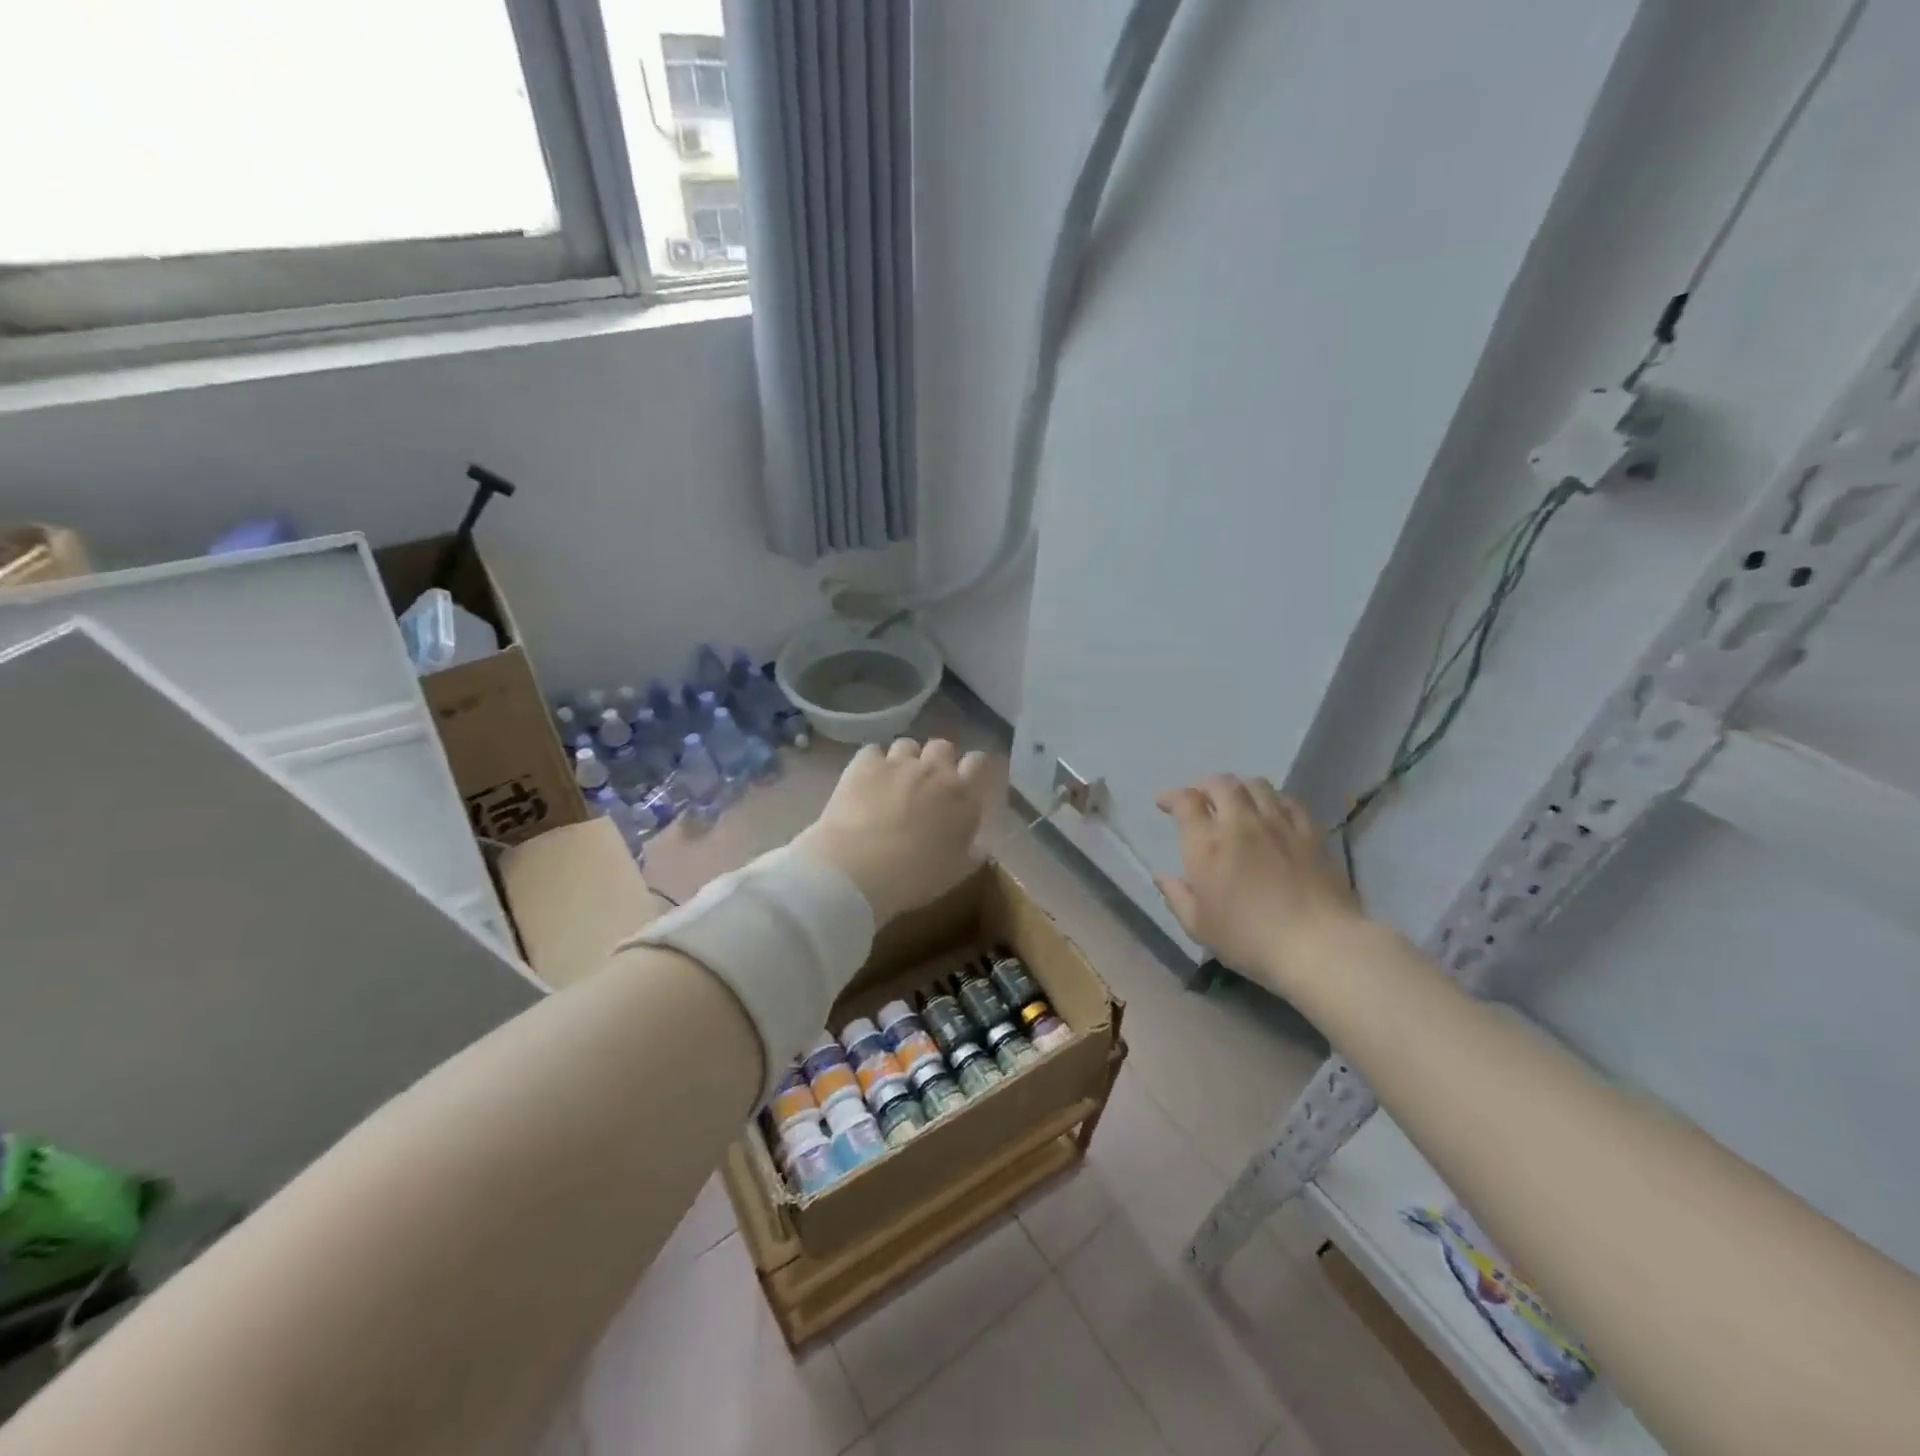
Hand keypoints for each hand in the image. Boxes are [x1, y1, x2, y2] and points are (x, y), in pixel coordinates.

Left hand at [794, 739, 989, 924]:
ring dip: (905, 759)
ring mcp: (899, 763)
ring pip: (908, 745)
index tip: (965, 779)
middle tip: (926, 782)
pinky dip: (872, 763)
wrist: (859, 869)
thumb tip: (981, 845)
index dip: (972, 767)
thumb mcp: (954, 874)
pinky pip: (873, 751)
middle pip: (943, 746)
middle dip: (937, 759)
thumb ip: (972, 853)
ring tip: (893, 780)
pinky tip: (865, 780)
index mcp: (963, 798)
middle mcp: (935, 771)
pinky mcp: (865, 763)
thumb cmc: (914, 878)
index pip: (978, 763)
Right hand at [1153, 775, 1359, 993]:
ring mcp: (1278, 824)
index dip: (1171, 796)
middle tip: (1200, 798)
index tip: (1164, 803)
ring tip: (1235, 800)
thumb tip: (1161, 876)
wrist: (1318, 945)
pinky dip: (1273, 799)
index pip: (1185, 801)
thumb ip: (1177, 896)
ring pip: (1256, 784)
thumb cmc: (1249, 939)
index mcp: (1207, 844)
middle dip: (1205, 785)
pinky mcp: (1310, 832)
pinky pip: (1288, 800)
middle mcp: (1240, 823)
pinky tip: (1272, 812)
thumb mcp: (1199, 926)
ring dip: (1239, 787)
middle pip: (1221, 783)